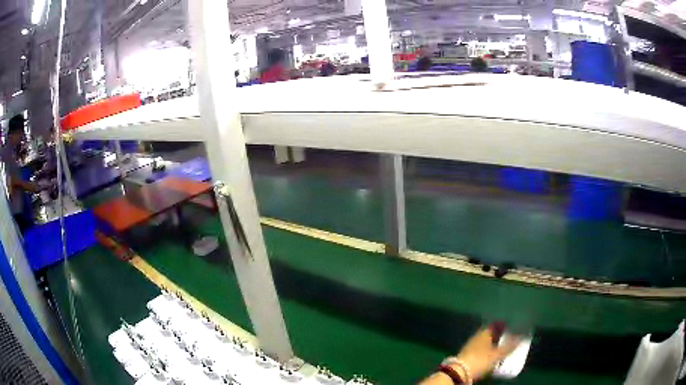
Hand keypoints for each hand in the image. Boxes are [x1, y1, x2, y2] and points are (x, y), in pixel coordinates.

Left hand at [452, 325, 521, 381]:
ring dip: (493, 343)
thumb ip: (510, 346)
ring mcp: (471, 345)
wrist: (460, 372)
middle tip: (510, 337)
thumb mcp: (497, 354)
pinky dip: (487, 350)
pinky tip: (492, 355)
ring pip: (485, 341)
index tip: (513, 326)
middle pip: (490, 333)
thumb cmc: (480, 360)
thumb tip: (523, 336)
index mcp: (484, 332)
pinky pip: (481, 349)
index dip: (504, 324)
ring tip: (503, 346)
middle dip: (499, 334)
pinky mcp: (467, 355)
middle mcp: (477, 336)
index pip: (495, 324)